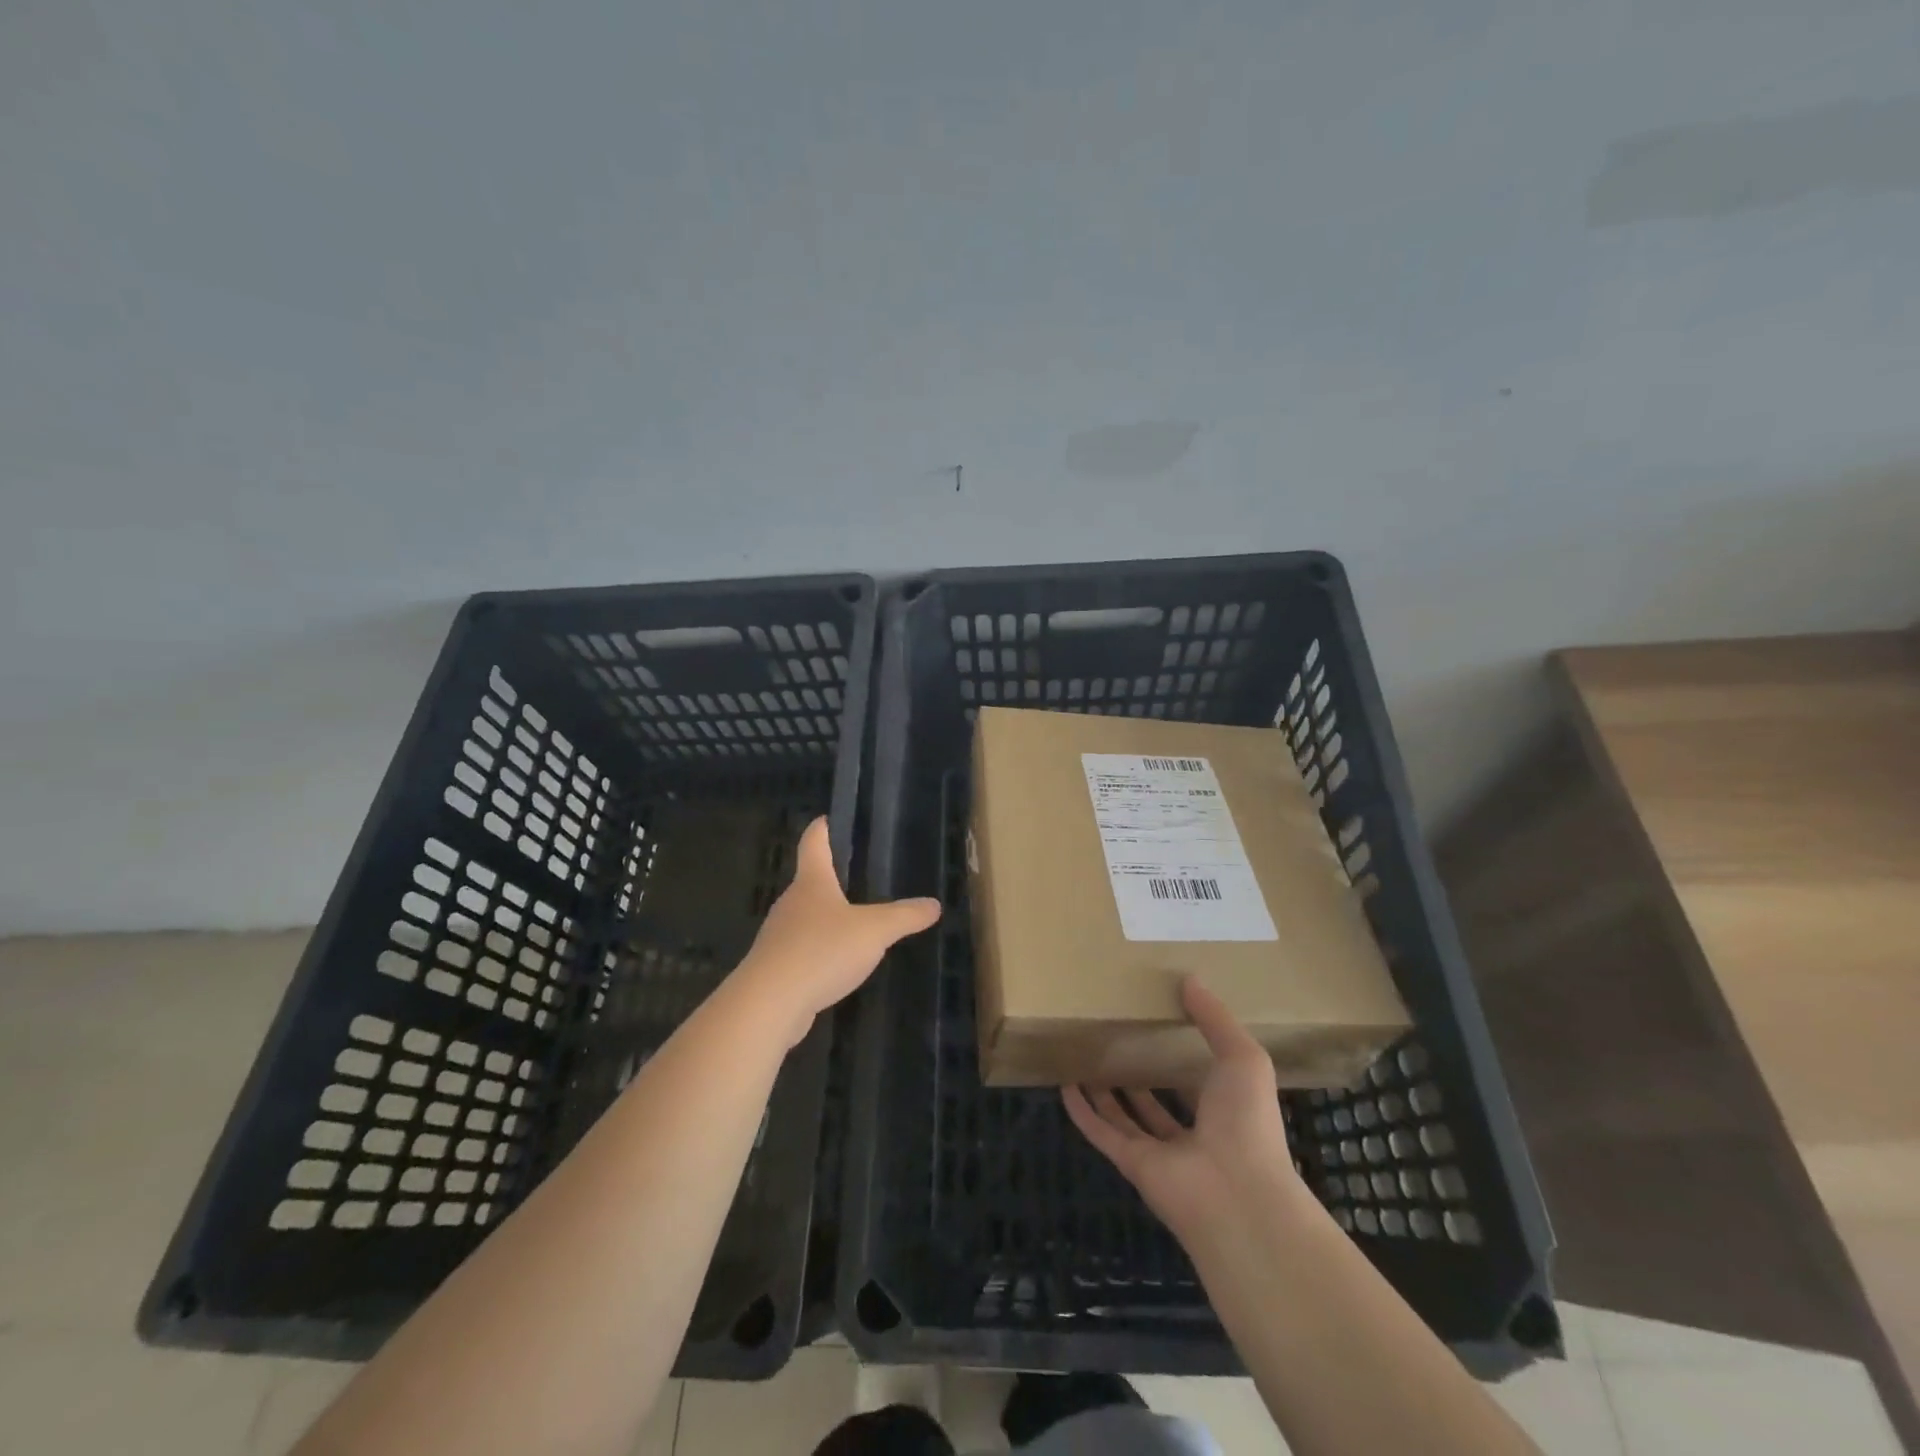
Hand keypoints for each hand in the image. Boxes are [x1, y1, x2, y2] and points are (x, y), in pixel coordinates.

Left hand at [735, 817, 941, 1046]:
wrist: (769, 1003)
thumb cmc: (822, 951)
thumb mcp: (874, 931)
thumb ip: (905, 917)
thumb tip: (934, 905)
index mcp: (812, 882)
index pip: (814, 843)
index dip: (821, 829)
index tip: (827, 818)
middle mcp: (791, 903)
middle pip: (809, 881)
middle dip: (829, 877)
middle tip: (856, 875)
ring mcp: (779, 936)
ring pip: (805, 918)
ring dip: (825, 918)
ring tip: (853, 923)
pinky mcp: (776, 967)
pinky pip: (801, 949)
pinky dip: (819, 950)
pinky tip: (836, 964)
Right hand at [1064, 976, 1302, 1242]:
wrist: (1237, 1196)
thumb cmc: (1247, 1122)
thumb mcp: (1243, 1058)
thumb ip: (1216, 1019)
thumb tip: (1189, 979)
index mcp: (1223, 1109)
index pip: (1198, 1081)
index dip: (1180, 1057)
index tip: (1160, 1026)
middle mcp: (1192, 1133)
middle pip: (1159, 1102)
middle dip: (1141, 1076)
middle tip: (1116, 1041)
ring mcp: (1160, 1153)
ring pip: (1127, 1118)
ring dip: (1108, 1093)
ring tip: (1087, 1059)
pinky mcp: (1132, 1165)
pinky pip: (1102, 1133)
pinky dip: (1082, 1113)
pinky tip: (1065, 1086)